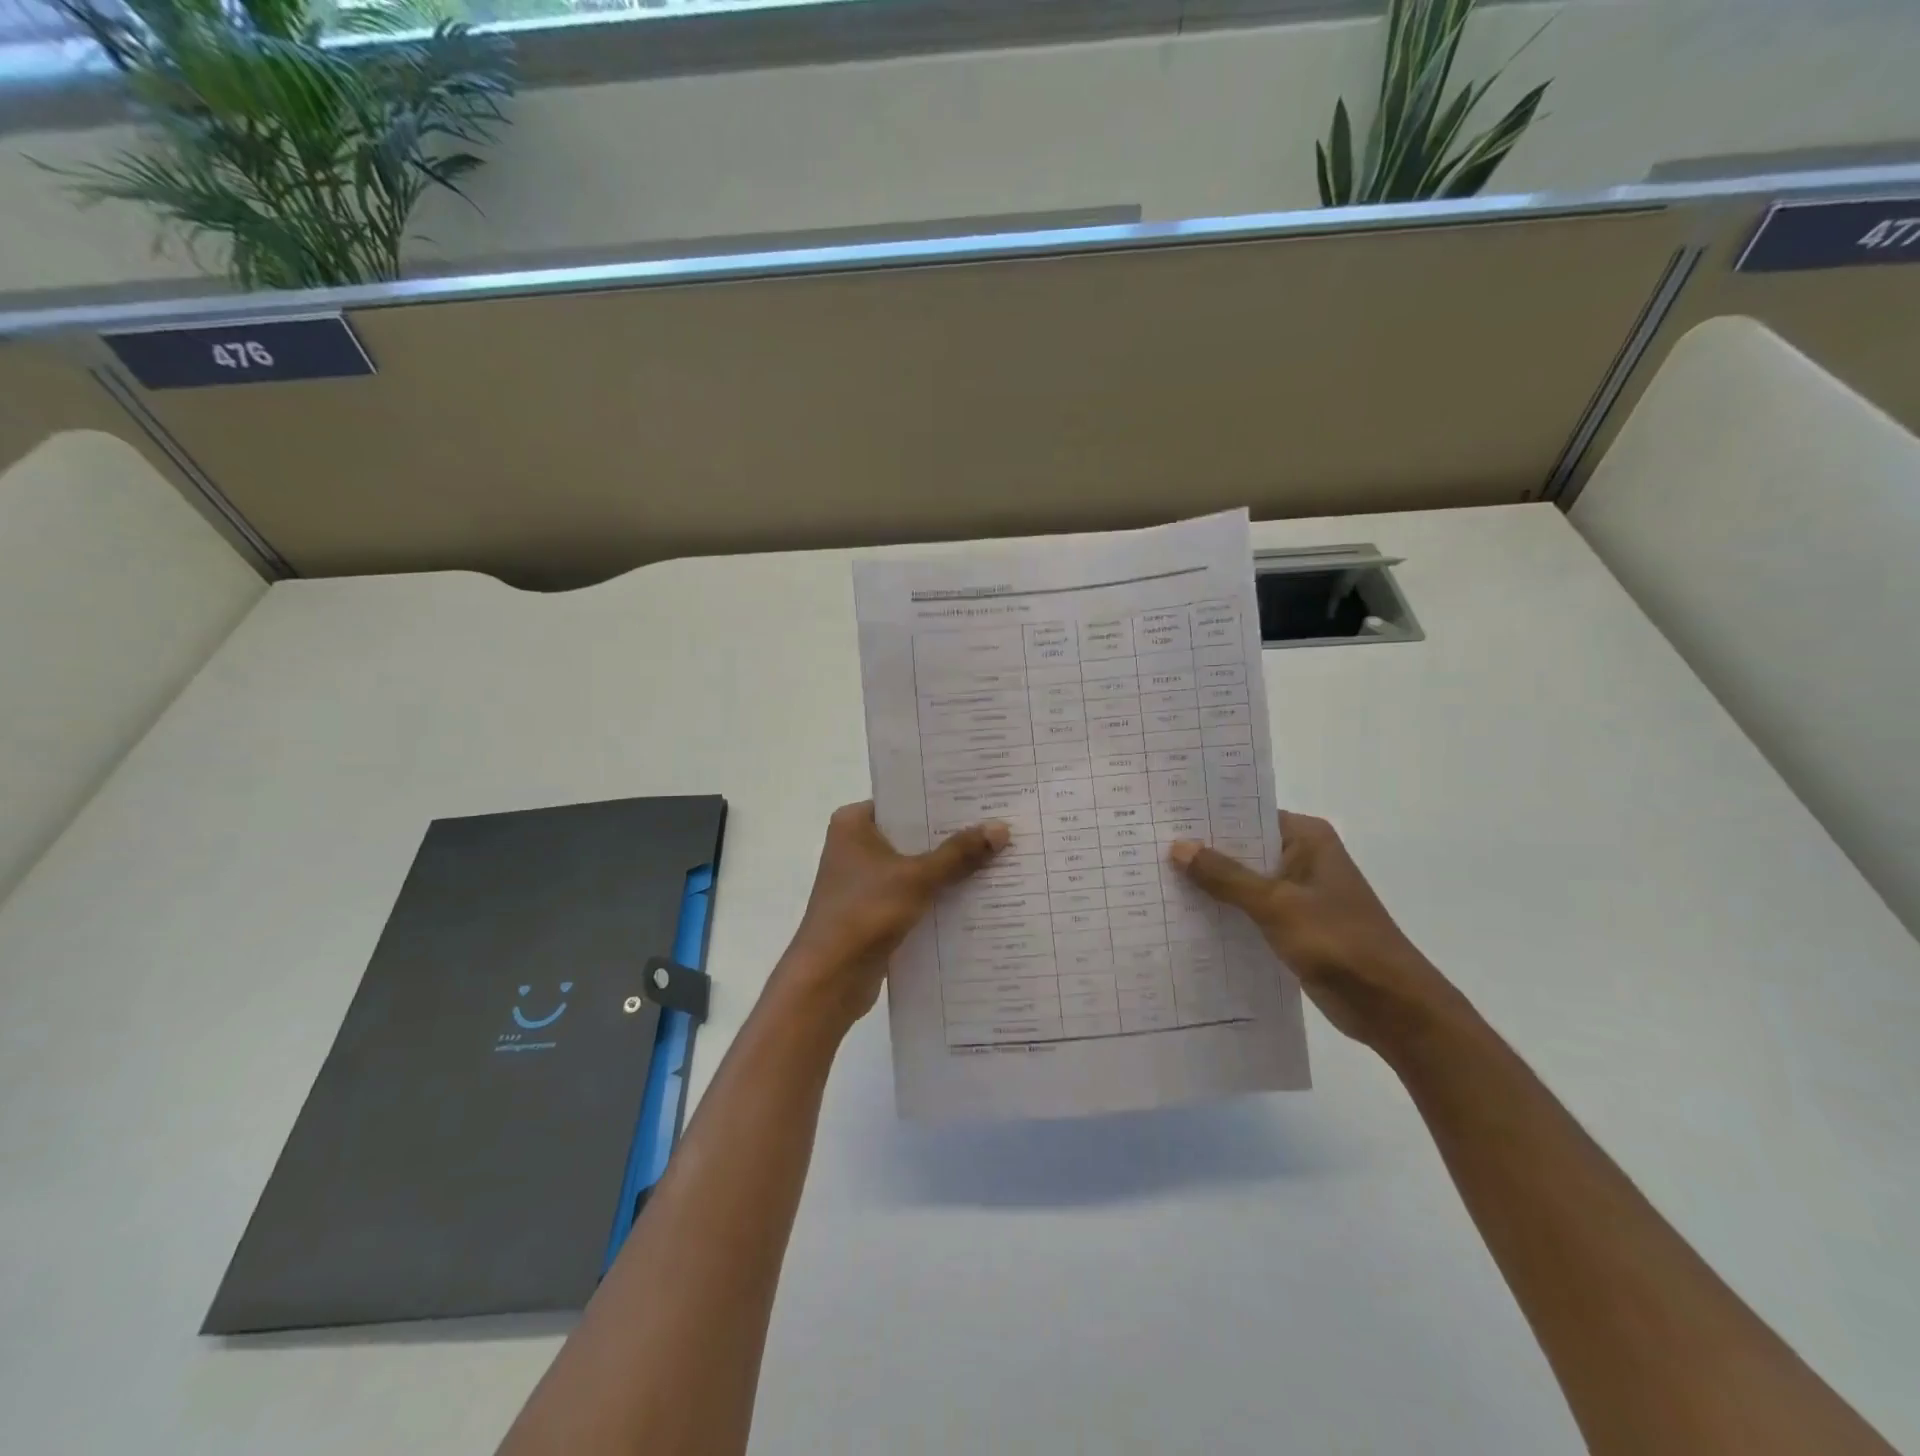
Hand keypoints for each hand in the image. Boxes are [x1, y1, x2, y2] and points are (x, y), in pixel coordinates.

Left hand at [776, 801, 1008, 1030]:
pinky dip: (938, 894)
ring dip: (949, 867)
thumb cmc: (864, 912)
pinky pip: (914, 893)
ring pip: (915, 865)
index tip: (982, 795)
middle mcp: (855, 845)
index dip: (942, 800)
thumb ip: (958, 854)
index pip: (904, 800)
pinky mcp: (874, 910)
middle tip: (999, 824)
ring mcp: (864, 880)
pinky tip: (977, 894)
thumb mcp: (917, 878)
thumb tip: (1001, 828)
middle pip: (913, 834)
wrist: (829, 980)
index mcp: (854, 823)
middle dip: (952, 835)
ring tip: (998, 855)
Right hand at [1168, 812, 1469, 1054]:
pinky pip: (1249, 910)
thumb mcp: (1276, 904)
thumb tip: (1178, 846)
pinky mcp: (1292, 926)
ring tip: (1154, 879)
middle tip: (1146, 848)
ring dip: (1209, 885)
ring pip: (1242, 881)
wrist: (1393, 1007)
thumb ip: (1226, 876)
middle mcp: (1302, 858)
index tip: (1162, 817)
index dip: (1206, 817)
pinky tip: (1183, 917)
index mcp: (1307, 839)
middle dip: (1201, 852)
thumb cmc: (1339, 943)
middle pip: (1241, 847)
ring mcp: (1297, 894)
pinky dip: (1223, 912)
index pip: (1246, 814)